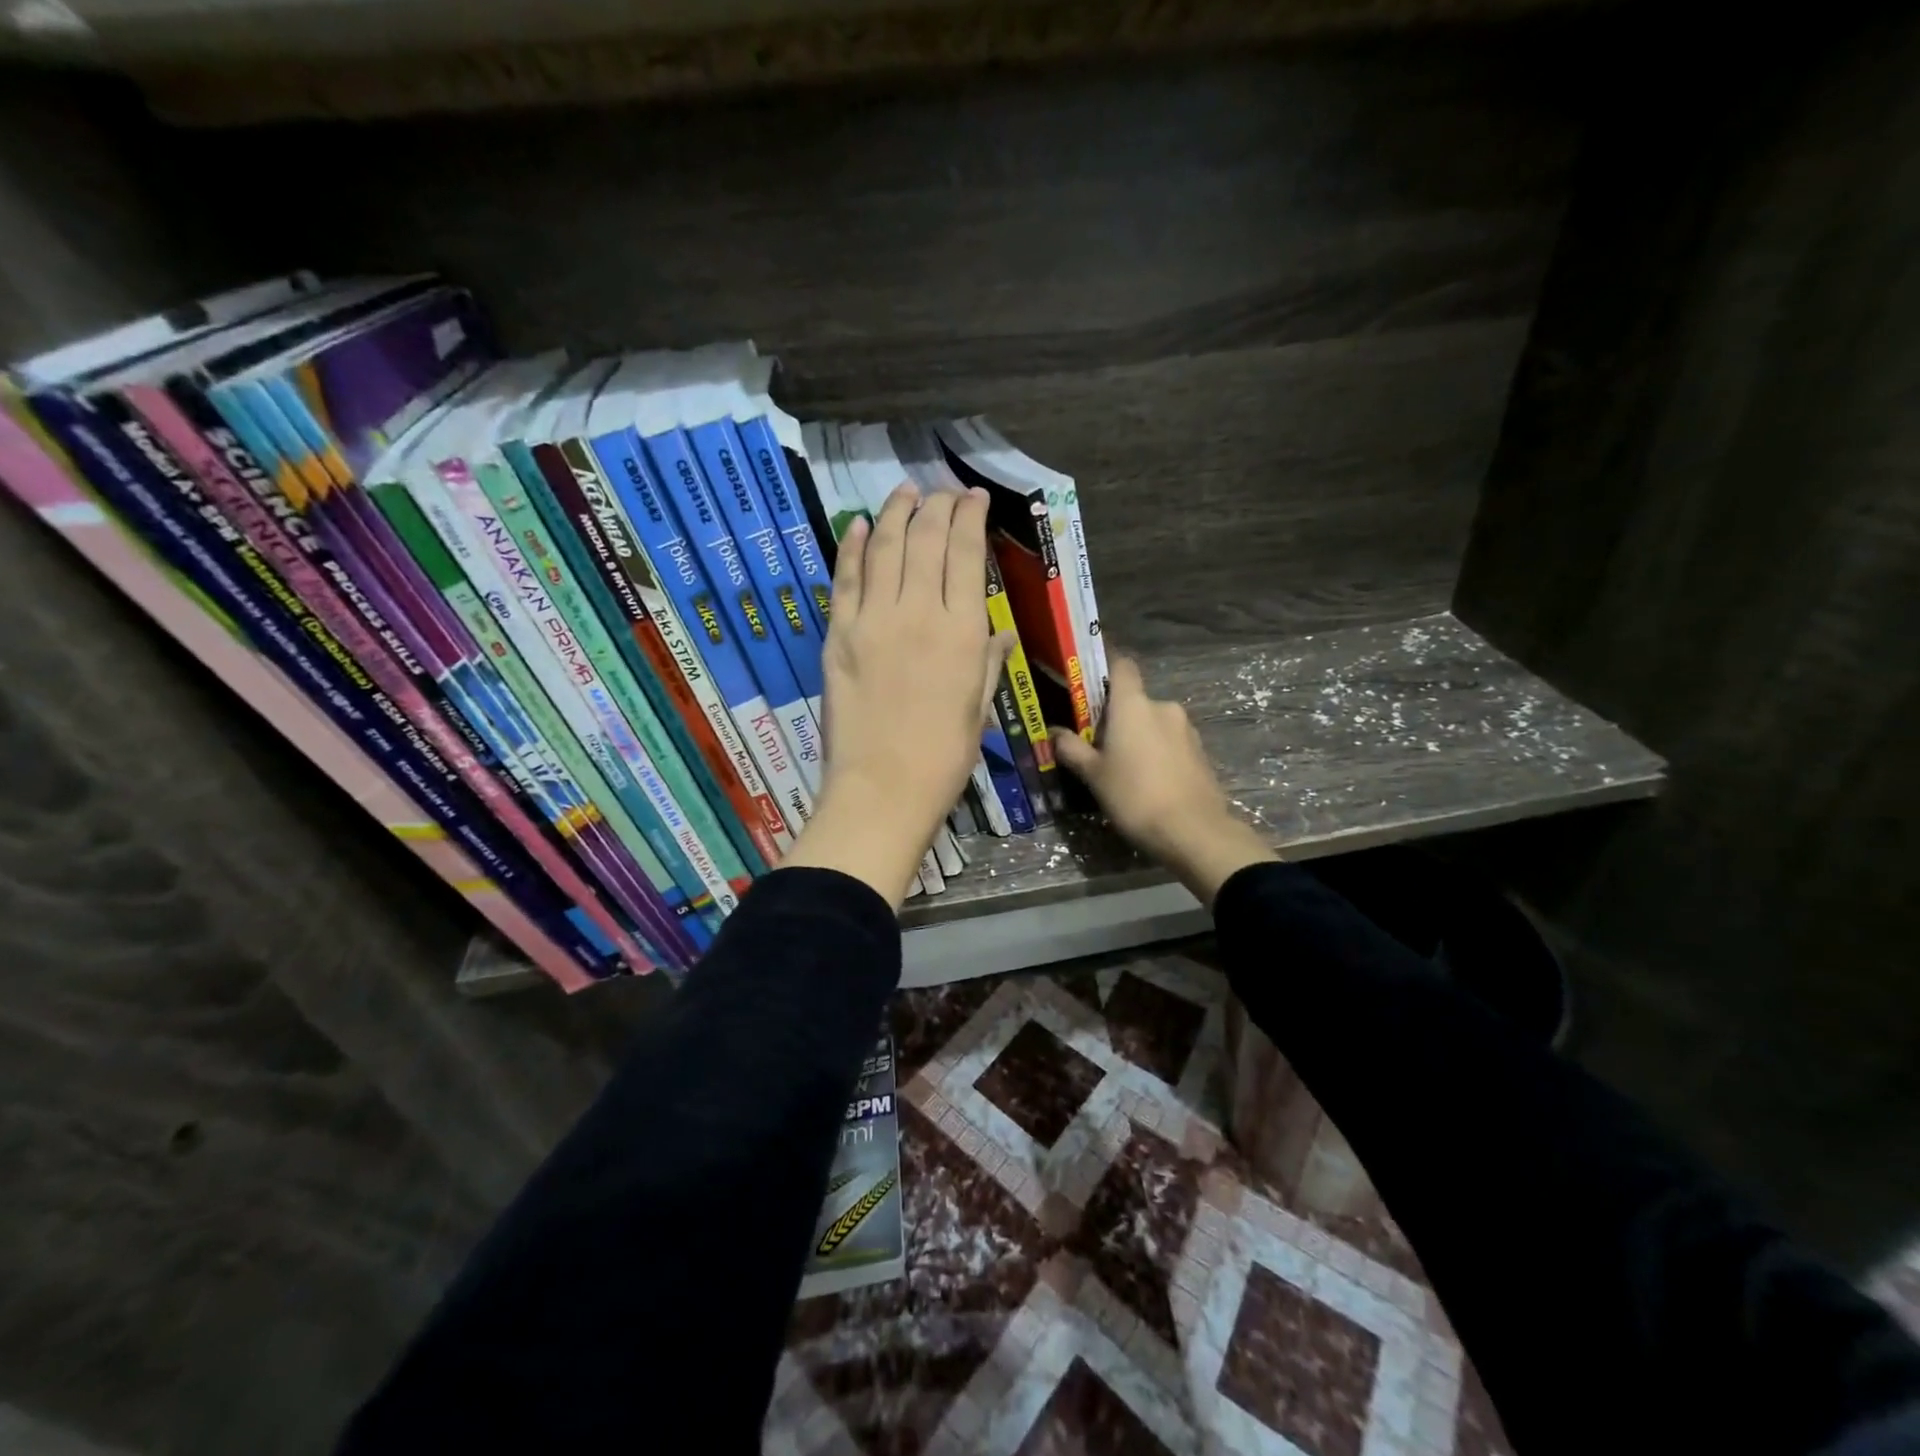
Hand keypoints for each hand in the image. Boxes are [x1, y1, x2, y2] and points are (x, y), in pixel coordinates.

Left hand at [783, 483, 1007, 907]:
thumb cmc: (944, 757)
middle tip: (941, 492)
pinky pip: (844, 578)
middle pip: (925, 539)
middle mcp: (918, 612)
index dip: (970, 517)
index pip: (966, 554)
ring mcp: (872, 619)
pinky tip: (857, 524)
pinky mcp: (838, 634)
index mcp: (962, 630)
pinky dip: (851, 546)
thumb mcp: (979, 708)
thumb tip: (1001, 632)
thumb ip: (988, 662)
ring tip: (904, 493)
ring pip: (883, 547)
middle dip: (936, 506)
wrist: (882, 788)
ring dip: (895, 513)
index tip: (974, 497)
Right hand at [1050, 656, 1274, 906]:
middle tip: (1099, 745)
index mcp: (1133, 705)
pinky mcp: (1201, 752)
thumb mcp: (1094, 775)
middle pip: (1135, 700)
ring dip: (1139, 736)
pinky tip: (1149, 781)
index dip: (1105, 669)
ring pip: (1154, 723)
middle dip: (1118, 717)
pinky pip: (1171, 742)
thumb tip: (1054, 733)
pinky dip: (1158, 753)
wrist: (1194, 831)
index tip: (1089, 685)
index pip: (1121, 666)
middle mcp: (1163, 707)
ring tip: (1125, 768)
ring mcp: (1187, 729)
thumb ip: (1072, 749)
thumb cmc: (1135, 796)